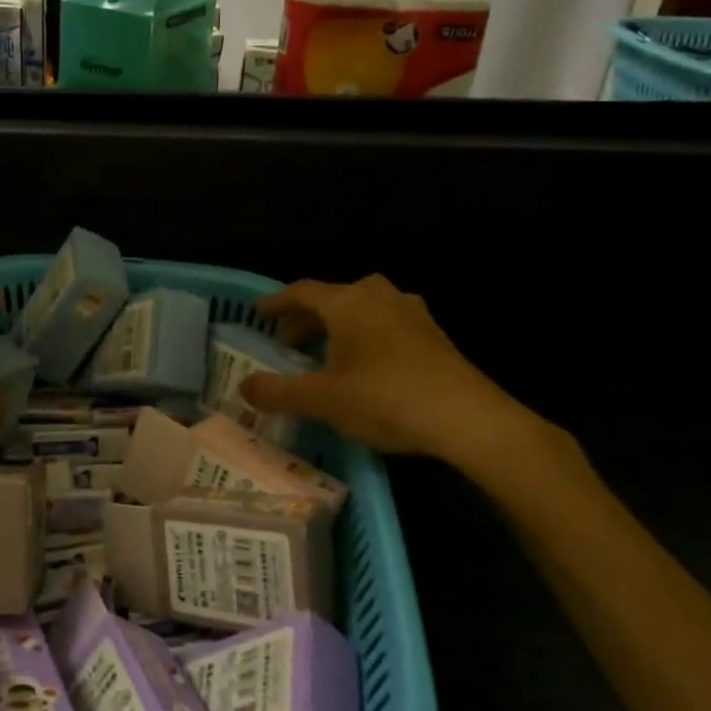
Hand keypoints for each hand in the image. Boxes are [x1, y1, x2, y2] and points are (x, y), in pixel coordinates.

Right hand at [241, 274, 562, 478]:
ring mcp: (410, 312)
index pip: (302, 291)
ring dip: (339, 324)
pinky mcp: (433, 334)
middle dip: (307, 318)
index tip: (259, 314)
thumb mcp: (322, 400)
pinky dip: (367, 334)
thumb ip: (278, 392)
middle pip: (333, 297)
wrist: (467, 418)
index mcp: (347, 303)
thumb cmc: (386, 399)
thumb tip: (243, 388)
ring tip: (327, 352)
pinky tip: (369, 363)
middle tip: (289, 343)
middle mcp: (378, 297)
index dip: (277, 302)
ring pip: (363, 307)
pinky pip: (388, 322)